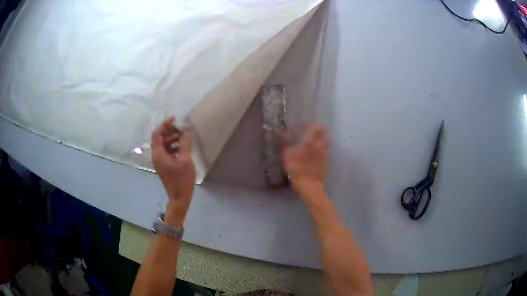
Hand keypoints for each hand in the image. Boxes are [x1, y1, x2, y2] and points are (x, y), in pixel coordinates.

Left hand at [151, 116, 195, 224]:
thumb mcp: (185, 160)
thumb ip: (184, 143)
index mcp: (158, 154)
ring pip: (163, 144)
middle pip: (159, 138)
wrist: (179, 197)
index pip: (157, 134)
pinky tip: (182, 146)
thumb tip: (185, 131)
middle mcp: (156, 156)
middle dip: (169, 131)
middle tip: (181, 128)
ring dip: (172, 138)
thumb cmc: (182, 179)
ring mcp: (159, 161)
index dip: (165, 124)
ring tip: (184, 136)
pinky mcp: (163, 164)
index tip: (175, 118)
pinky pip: (166, 151)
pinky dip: (173, 146)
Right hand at [281, 124, 330, 193]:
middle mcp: (320, 144)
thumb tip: (279, 132)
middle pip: (325, 132)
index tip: (306, 127)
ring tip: (317, 142)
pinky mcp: (327, 161)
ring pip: (328, 141)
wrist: (308, 184)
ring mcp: (325, 153)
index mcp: (309, 141)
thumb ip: (284, 142)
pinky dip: (323, 148)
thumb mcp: (286, 155)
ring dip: (323, 139)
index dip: (311, 125)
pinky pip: (327, 150)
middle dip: (320, 130)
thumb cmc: (296, 168)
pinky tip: (317, 153)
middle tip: (314, 132)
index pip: (315, 127)